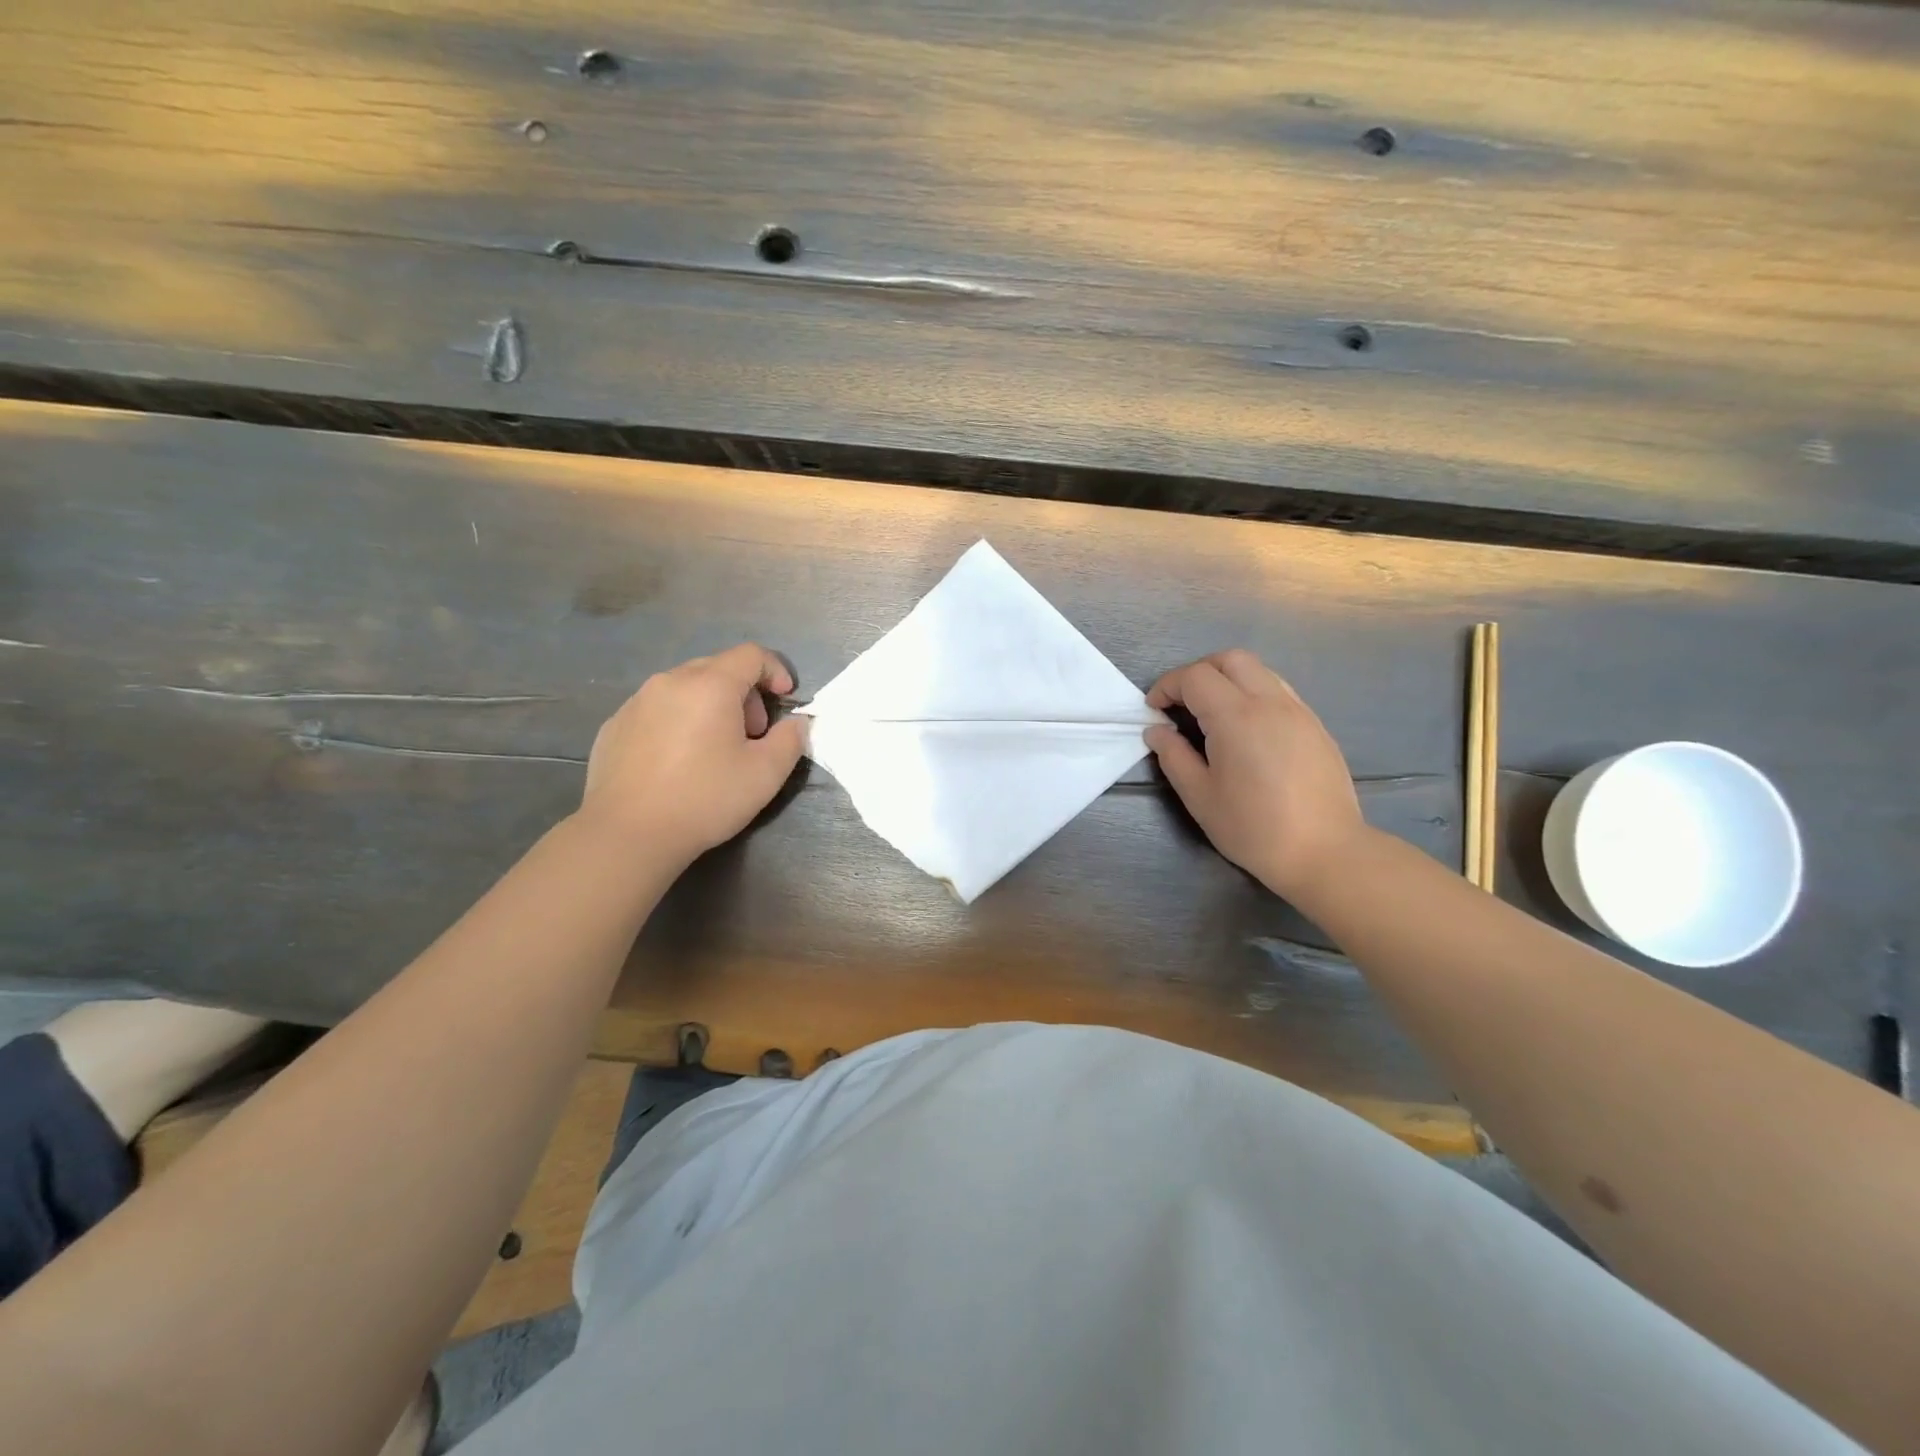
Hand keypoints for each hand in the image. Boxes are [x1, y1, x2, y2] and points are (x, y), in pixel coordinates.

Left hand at [580, 643, 805, 861]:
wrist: (627, 833)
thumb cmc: (704, 799)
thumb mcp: (766, 774)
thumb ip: (791, 739)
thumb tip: (797, 722)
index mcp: (710, 685)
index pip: (751, 655)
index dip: (776, 671)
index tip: (785, 699)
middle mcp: (670, 681)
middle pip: (718, 668)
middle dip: (744, 693)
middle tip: (752, 734)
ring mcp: (636, 702)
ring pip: (685, 687)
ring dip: (710, 706)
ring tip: (714, 749)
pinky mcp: (614, 725)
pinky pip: (657, 709)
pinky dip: (678, 721)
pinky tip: (677, 761)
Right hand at [1146, 649, 1366, 898]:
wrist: (1325, 852)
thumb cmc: (1254, 828)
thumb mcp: (1200, 797)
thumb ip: (1174, 757)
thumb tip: (1157, 731)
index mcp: (1236, 717)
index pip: (1195, 677)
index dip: (1167, 687)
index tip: (1154, 710)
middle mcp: (1269, 702)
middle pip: (1229, 660)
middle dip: (1198, 672)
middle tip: (1180, 703)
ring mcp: (1298, 711)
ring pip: (1258, 670)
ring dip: (1227, 679)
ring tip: (1211, 713)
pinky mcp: (1315, 725)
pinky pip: (1278, 691)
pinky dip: (1252, 693)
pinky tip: (1246, 728)